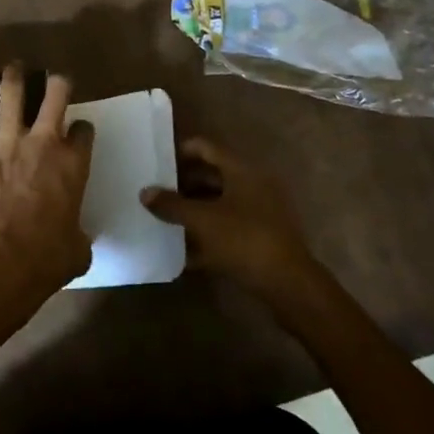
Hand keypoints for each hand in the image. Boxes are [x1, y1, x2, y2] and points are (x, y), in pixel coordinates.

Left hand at [0, 64, 93, 314]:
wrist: (5, 262)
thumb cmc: (48, 258)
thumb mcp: (78, 248)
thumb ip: (78, 233)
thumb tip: (74, 238)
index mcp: (73, 165)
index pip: (84, 131)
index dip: (82, 129)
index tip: (78, 133)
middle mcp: (44, 144)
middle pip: (55, 95)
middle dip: (56, 82)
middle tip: (53, 79)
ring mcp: (8, 146)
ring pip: (12, 97)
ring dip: (13, 78)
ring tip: (15, 67)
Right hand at [141, 137, 313, 296]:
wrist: (289, 285)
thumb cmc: (244, 240)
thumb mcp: (203, 220)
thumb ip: (172, 204)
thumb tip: (145, 192)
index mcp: (242, 171)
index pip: (205, 148)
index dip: (179, 152)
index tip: (155, 162)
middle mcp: (252, 185)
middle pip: (211, 176)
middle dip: (181, 185)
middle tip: (154, 193)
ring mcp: (258, 213)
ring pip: (217, 204)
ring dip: (192, 211)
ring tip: (162, 220)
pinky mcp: (259, 238)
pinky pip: (226, 229)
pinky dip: (205, 235)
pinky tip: (182, 251)